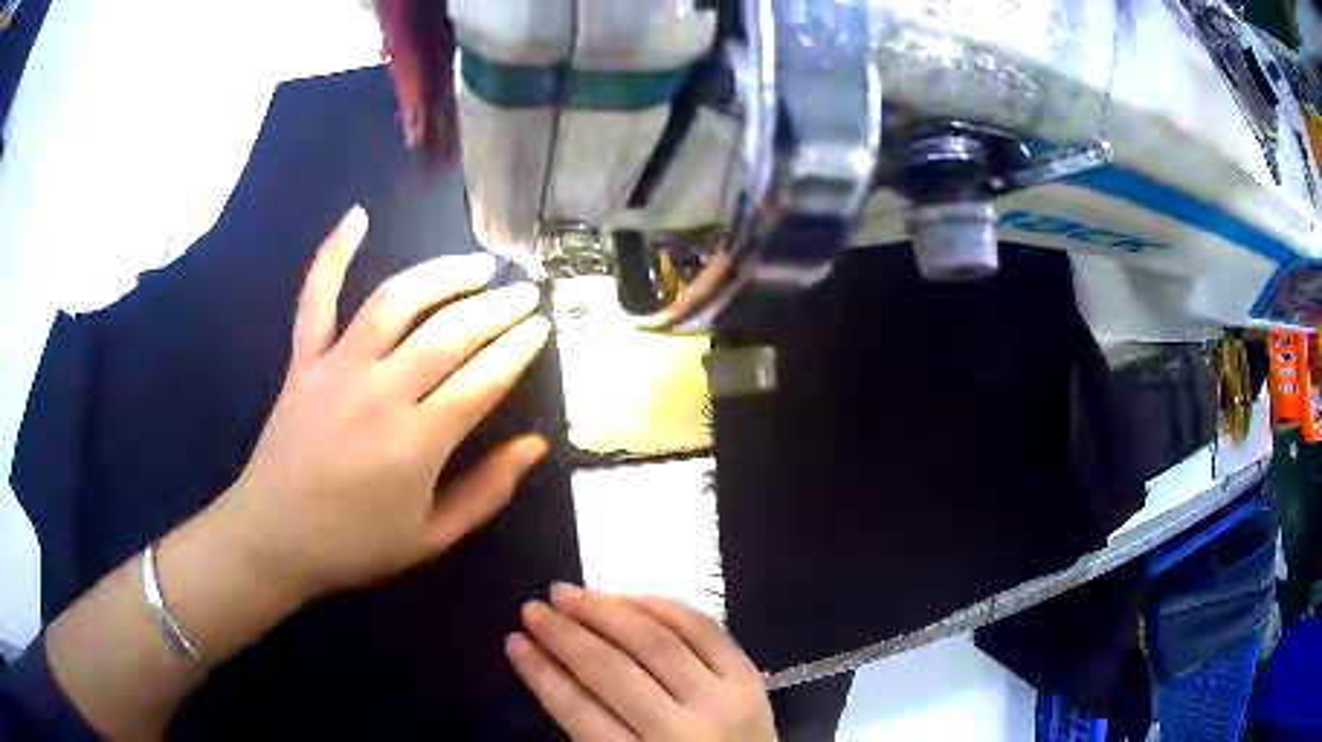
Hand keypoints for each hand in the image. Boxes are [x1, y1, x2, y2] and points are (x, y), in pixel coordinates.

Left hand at [220, 206, 551, 601]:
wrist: (274, 538)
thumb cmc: (355, 545)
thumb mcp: (431, 538)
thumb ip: (487, 492)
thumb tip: (535, 445)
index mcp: (416, 443)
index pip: (483, 379)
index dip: (518, 348)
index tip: (541, 327)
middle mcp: (380, 392)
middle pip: (450, 333)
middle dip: (496, 307)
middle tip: (525, 292)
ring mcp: (337, 368)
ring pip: (396, 301)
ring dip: (442, 274)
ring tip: (476, 264)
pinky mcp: (303, 360)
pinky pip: (317, 297)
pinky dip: (334, 253)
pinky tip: (357, 216)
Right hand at [507, 585, 777, 741]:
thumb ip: (591, 729)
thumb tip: (551, 667)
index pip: (580, 712)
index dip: (541, 673)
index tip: (513, 641)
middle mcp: (683, 731)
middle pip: (614, 673)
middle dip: (566, 636)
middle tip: (533, 608)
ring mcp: (723, 701)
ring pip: (658, 643)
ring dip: (608, 612)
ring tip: (569, 593)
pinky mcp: (750, 679)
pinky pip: (705, 631)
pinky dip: (666, 608)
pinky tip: (630, 597)